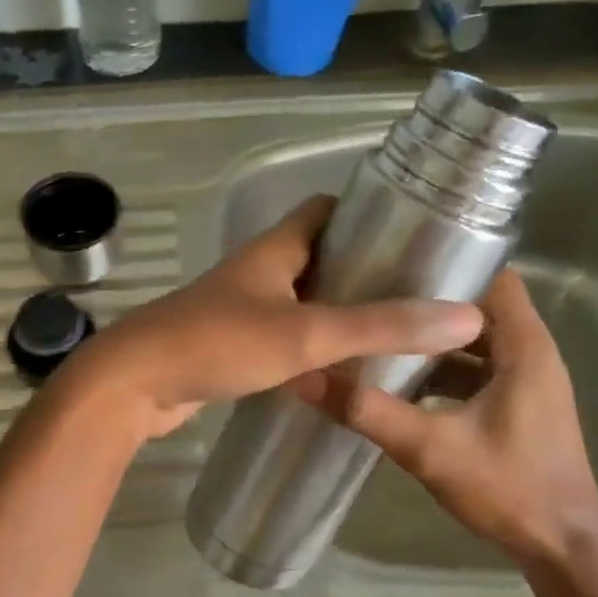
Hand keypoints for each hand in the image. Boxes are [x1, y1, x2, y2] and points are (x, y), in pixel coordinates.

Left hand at [58, 196, 483, 441]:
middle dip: (363, 273)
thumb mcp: (307, 333)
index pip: (325, 211)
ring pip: (301, 304)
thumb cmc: (218, 342)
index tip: (414, 235)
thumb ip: (382, 326)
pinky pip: (282, 342)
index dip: (368, 215)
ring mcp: (240, 311)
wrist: (133, 386)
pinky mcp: (229, 348)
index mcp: (274, 249)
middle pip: (318, 259)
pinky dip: (311, 352)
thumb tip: (464, 317)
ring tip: (392, 337)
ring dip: (339, 317)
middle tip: (416, 297)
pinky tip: (341, 376)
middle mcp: (257, 272)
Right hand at [298, 267, 597, 566]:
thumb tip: (306, 378)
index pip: (493, 277)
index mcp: (526, 346)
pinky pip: (479, 370)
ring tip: (380, 329)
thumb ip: (367, 411)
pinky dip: (445, 368)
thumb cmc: (508, 488)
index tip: (395, 260)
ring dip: (434, 337)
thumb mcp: (428, 448)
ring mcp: (529, 382)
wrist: (561, 549)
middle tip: (374, 293)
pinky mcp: (520, 407)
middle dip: (430, 300)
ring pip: (477, 341)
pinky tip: (402, 381)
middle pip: (480, 307)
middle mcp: (534, 353)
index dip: (448, 262)